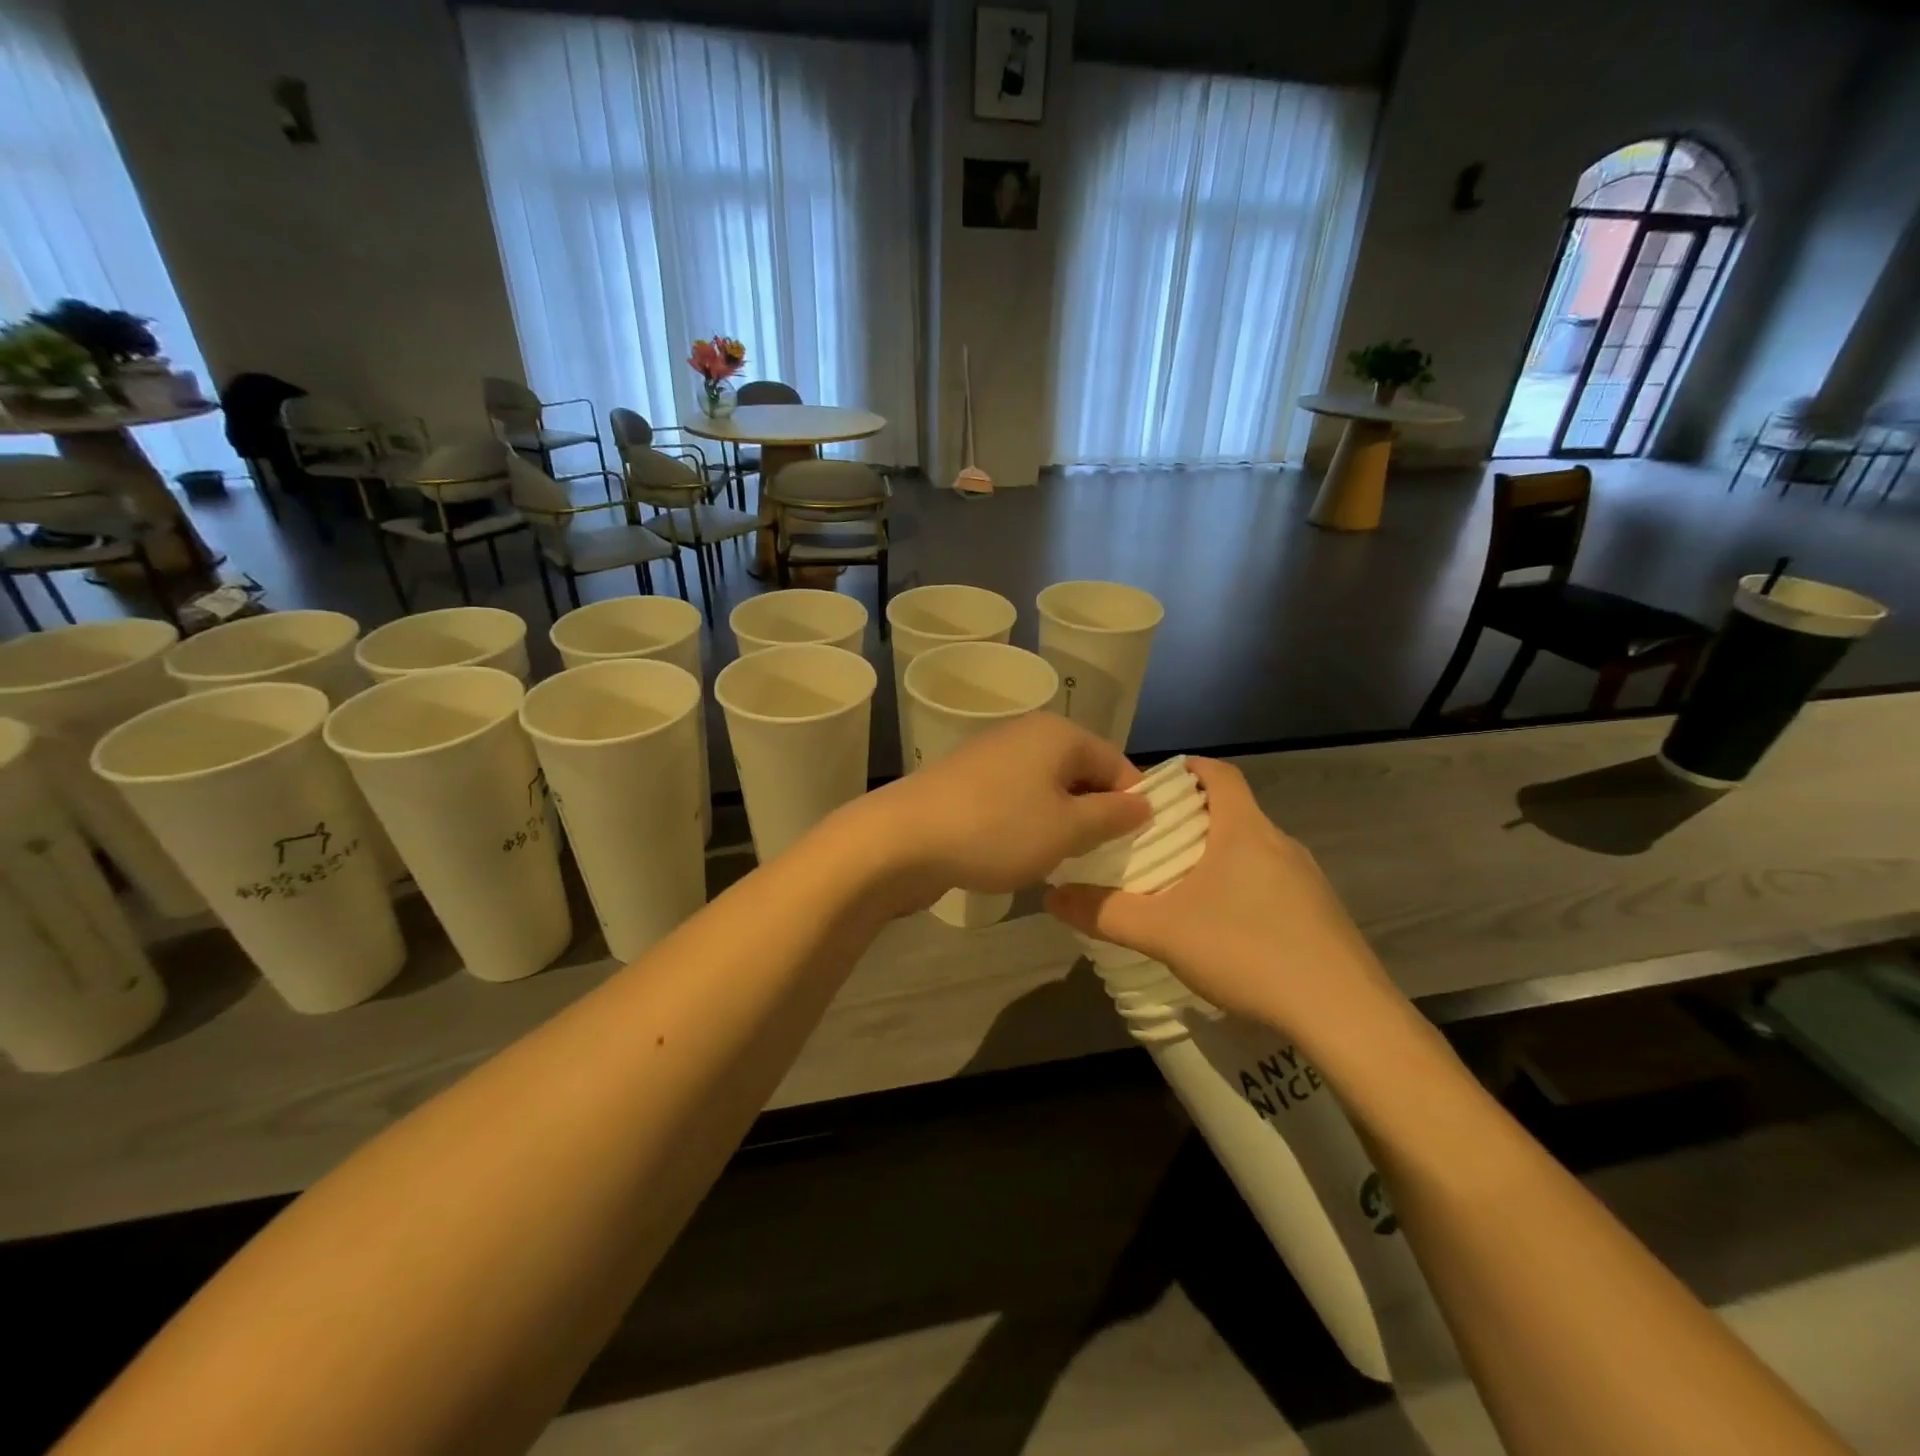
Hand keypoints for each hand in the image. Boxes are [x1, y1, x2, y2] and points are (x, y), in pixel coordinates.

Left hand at [858, 713, 1149, 909]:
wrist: (902, 839)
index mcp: (1059, 734)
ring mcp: (992, 756)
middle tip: (1100, 858)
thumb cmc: (997, 830)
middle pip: (1080, 773)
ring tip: (1062, 861)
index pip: (1117, 764)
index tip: (1135, 846)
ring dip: (1060, 823)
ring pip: (1047, 789)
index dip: (1132, 804)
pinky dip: (1026, 824)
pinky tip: (1020, 854)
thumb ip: (1112, 816)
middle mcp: (1026, 734)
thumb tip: (1143, 804)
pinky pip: (1015, 799)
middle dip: (1095, 815)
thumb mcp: (1067, 829)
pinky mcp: (967, 782)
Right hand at [1045, 757, 1400, 1040]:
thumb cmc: (1248, 950)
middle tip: (1149, 843)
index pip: (1218, 774)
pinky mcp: (1321, 916)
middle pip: (1232, 813)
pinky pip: (1272, 885)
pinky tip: (1223, 930)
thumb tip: (1051, 897)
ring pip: (1252, 852)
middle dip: (1191, 821)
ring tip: (1179, 888)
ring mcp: (1307, 881)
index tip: (1153, 785)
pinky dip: (1242, 890)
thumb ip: (1104, 913)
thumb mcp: (1163, 932)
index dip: (1186, 769)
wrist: (1345, 1014)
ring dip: (1217, 859)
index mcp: (1245, 830)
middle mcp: (1280, 844)